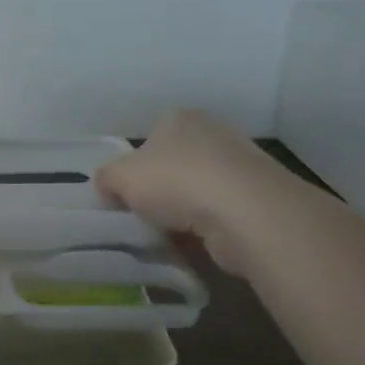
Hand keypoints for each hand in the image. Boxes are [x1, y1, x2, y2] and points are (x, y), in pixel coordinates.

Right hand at [94, 110, 285, 274]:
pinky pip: (218, 215)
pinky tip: (192, 245)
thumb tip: (109, 190)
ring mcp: (240, 166)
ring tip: (165, 236)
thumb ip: (105, 179)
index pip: (148, 140)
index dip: (132, 169)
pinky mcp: (258, 199)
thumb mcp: (118, 176)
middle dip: (158, 192)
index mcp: (179, 118)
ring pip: (196, 192)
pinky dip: (204, 230)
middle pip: (173, 166)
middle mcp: (213, 133)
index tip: (124, 195)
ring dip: (181, 214)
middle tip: (142, 217)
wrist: (246, 214)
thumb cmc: (176, 181)